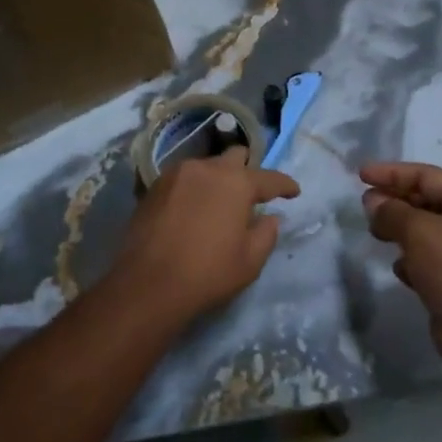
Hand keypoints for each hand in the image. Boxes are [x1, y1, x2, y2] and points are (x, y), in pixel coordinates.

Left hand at [109, 148, 299, 324]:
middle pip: (234, 157)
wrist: (148, 284)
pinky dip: (194, 188)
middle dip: (247, 170)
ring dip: (217, 179)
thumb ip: (266, 233)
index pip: (269, 178)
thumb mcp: (250, 260)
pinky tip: (193, 208)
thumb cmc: (208, 273)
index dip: (285, 185)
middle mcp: (207, 168)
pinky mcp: (154, 186)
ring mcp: (177, 174)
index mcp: (236, 183)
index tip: (294, 192)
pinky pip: (183, 179)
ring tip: (218, 202)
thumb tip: (270, 218)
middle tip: (250, 192)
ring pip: (206, 166)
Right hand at [360, 162, 441, 363]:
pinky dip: (410, 258)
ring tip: (374, 232)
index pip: (425, 175)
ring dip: (398, 228)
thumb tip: (373, 202)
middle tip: (365, 204)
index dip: (391, 173)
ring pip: (423, 229)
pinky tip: (398, 267)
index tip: (361, 175)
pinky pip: (427, 258)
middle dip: (393, 200)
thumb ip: (392, 212)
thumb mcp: (419, 232)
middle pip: (425, 200)